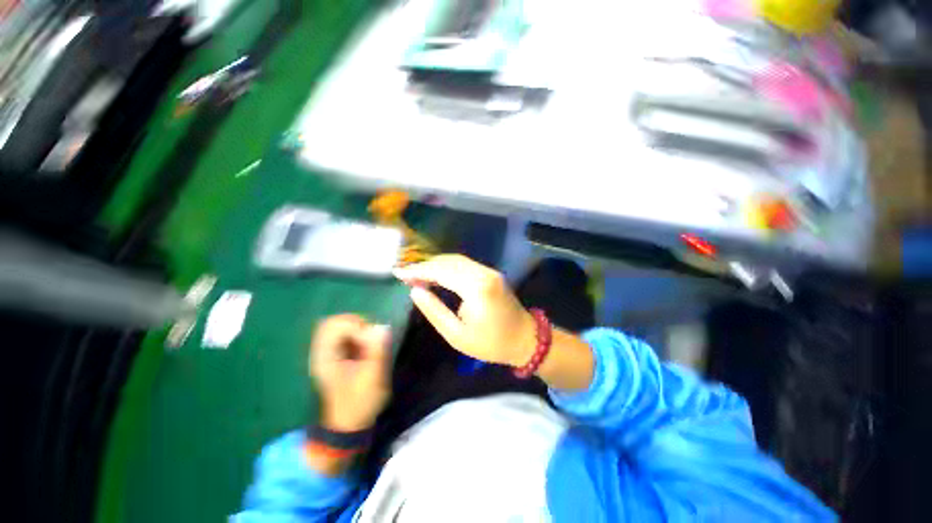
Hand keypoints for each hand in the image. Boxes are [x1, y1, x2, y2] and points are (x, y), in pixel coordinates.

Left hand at [309, 315, 391, 431]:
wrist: (351, 422)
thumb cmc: (360, 401)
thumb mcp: (372, 377)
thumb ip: (376, 351)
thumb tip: (382, 326)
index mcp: (326, 357)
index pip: (335, 326)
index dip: (356, 327)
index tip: (370, 340)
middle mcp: (322, 352)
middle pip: (334, 322)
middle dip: (357, 324)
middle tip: (371, 337)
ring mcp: (328, 353)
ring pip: (340, 326)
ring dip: (358, 329)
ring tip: (369, 343)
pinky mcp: (336, 355)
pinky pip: (344, 334)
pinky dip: (357, 335)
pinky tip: (365, 348)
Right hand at [393, 255, 536, 366]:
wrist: (525, 339)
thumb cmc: (491, 343)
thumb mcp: (457, 335)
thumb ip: (434, 311)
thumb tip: (415, 291)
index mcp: (476, 288)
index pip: (441, 271)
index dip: (418, 270)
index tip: (398, 272)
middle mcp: (484, 273)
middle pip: (448, 261)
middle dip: (425, 265)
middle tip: (405, 274)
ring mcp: (490, 271)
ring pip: (456, 260)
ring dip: (435, 264)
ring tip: (417, 274)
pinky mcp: (491, 273)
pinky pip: (465, 264)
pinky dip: (447, 267)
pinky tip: (436, 275)